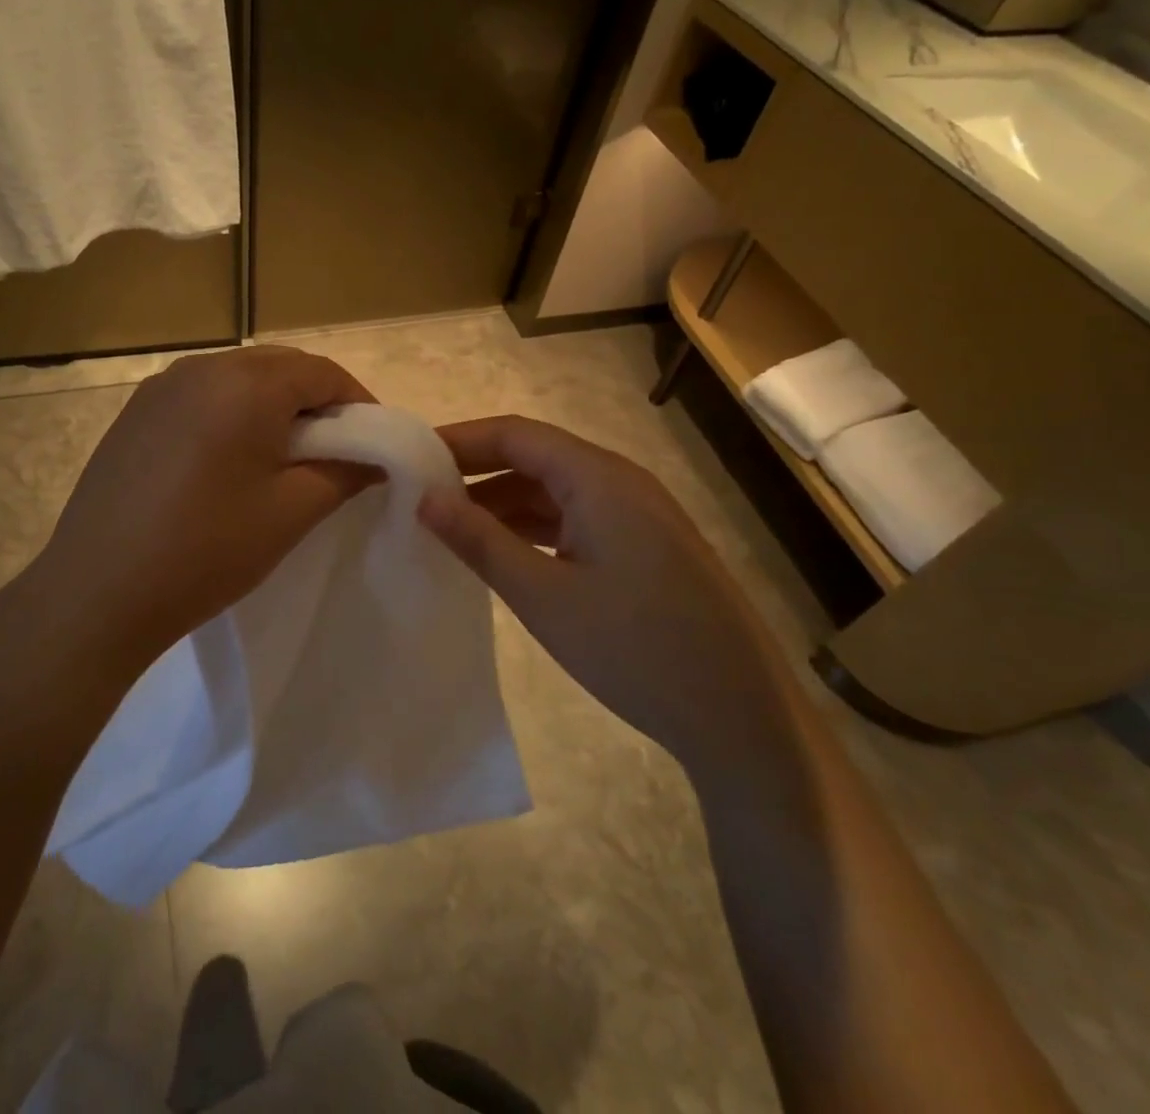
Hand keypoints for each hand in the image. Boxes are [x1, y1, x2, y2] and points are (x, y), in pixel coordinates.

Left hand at [26, 346, 375, 669]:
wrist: (97, 592)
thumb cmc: (207, 550)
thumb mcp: (291, 512)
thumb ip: (345, 472)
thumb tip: (378, 456)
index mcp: (246, 384)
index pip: (323, 372)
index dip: (358, 404)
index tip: (372, 445)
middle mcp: (202, 367)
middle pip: (280, 368)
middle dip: (316, 401)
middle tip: (333, 452)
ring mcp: (161, 387)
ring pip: (239, 378)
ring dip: (272, 406)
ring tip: (282, 458)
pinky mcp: (135, 412)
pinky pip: (202, 396)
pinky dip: (231, 414)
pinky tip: (227, 461)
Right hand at [419, 416, 782, 774]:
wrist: (740, 716)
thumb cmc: (634, 648)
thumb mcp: (542, 595)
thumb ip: (479, 540)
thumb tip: (424, 499)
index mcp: (598, 477)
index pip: (515, 434)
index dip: (459, 440)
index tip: (408, 458)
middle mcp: (620, 481)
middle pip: (535, 457)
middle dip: (476, 472)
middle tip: (419, 495)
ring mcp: (638, 514)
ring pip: (555, 490)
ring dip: (503, 503)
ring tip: (450, 527)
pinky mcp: (645, 546)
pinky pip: (577, 518)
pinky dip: (534, 527)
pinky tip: (503, 552)